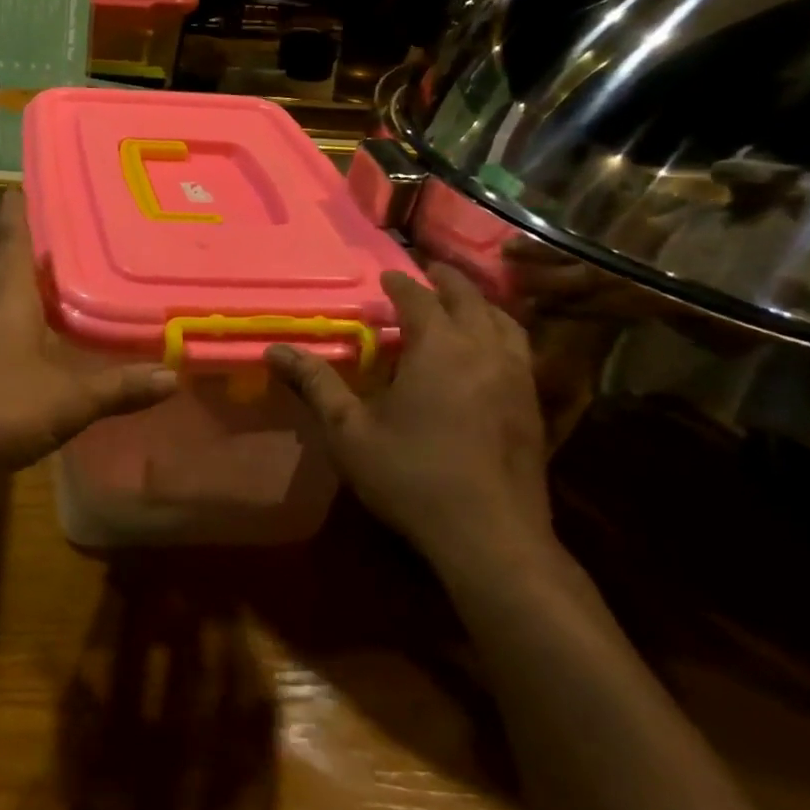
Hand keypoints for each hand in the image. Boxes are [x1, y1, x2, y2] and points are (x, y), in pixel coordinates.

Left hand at [0, 191, 177, 474]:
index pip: (12, 233)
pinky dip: (3, 307)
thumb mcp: (67, 400)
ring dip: (9, 273)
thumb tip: (172, 375)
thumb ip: (118, 387)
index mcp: (8, 292)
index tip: (26, 181)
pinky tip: (21, 327)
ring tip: (41, 268)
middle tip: (49, 224)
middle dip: (16, 237)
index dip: (19, 206)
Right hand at [265, 265, 554, 584]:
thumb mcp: (349, 430)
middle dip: (447, 281)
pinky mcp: (534, 407)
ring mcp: (517, 378)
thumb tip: (274, 350)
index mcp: (438, 348)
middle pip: (470, 299)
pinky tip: (489, 354)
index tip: (385, 278)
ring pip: (504, 323)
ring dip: (480, 306)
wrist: (491, 537)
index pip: (419, 299)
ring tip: (462, 305)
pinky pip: (520, 351)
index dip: (400, 284)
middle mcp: (484, 351)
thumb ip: (316, 384)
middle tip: (428, 272)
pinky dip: (501, 335)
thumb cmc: (411, 476)